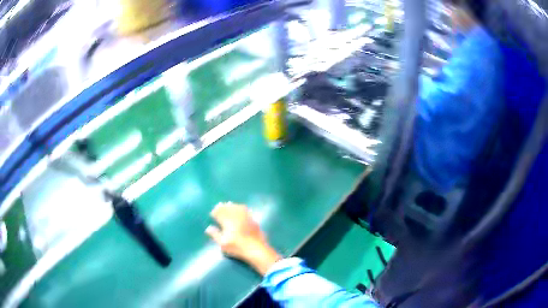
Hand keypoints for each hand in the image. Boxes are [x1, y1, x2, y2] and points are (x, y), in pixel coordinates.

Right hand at [206, 203, 280, 275]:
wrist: (256, 250)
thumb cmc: (238, 248)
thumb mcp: (223, 244)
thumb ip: (215, 235)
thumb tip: (208, 228)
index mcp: (228, 222)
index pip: (220, 213)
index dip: (215, 212)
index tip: (212, 214)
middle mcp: (237, 217)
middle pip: (228, 208)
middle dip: (222, 207)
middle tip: (218, 207)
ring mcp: (246, 217)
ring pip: (237, 207)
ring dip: (231, 206)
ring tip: (228, 206)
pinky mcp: (253, 220)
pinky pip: (246, 210)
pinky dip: (240, 208)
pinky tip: (240, 209)